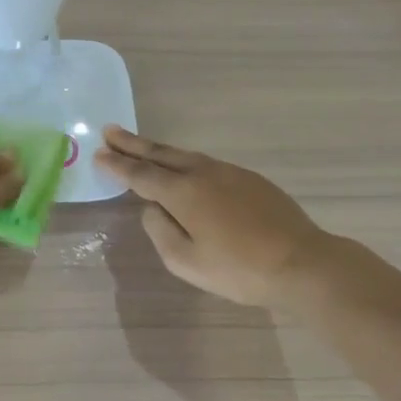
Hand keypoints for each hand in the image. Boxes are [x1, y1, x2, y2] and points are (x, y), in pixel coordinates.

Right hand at [95, 126, 336, 308]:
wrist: (301, 262)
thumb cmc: (238, 269)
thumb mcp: (186, 262)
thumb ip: (161, 231)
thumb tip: (153, 209)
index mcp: (183, 193)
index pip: (141, 174)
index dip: (118, 164)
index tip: (99, 153)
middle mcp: (203, 173)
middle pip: (161, 154)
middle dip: (133, 144)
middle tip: (110, 131)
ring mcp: (229, 173)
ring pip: (185, 155)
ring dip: (159, 150)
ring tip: (141, 146)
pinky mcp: (250, 179)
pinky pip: (207, 163)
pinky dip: (185, 161)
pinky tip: (184, 168)